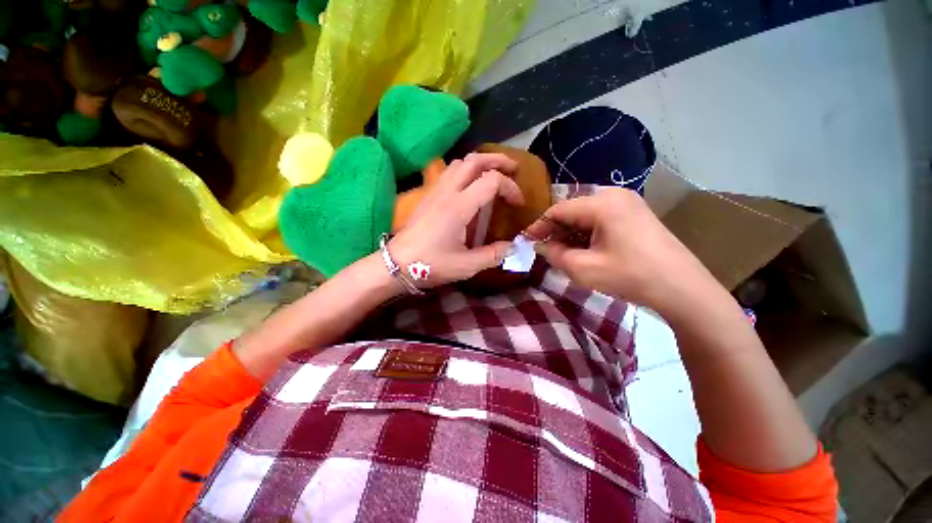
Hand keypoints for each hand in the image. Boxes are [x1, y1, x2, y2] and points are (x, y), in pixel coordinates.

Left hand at [388, 153, 523, 287]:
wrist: (396, 264)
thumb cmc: (430, 265)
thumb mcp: (466, 266)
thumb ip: (493, 255)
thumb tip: (513, 247)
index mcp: (459, 207)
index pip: (491, 180)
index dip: (510, 187)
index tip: (518, 203)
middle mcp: (447, 192)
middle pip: (474, 160)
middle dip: (498, 160)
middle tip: (514, 169)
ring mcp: (435, 191)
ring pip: (460, 163)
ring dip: (480, 163)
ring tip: (494, 174)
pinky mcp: (428, 196)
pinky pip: (449, 172)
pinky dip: (466, 171)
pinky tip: (471, 186)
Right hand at [525, 188, 719, 316]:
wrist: (682, 288)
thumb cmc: (630, 276)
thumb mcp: (583, 269)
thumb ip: (554, 254)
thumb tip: (542, 246)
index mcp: (602, 203)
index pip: (558, 210)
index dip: (539, 226)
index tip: (526, 241)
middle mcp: (614, 195)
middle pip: (572, 210)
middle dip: (555, 231)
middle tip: (544, 250)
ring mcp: (627, 203)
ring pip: (585, 215)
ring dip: (570, 233)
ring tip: (563, 253)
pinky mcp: (634, 214)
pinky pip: (600, 219)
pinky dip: (586, 233)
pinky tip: (584, 249)